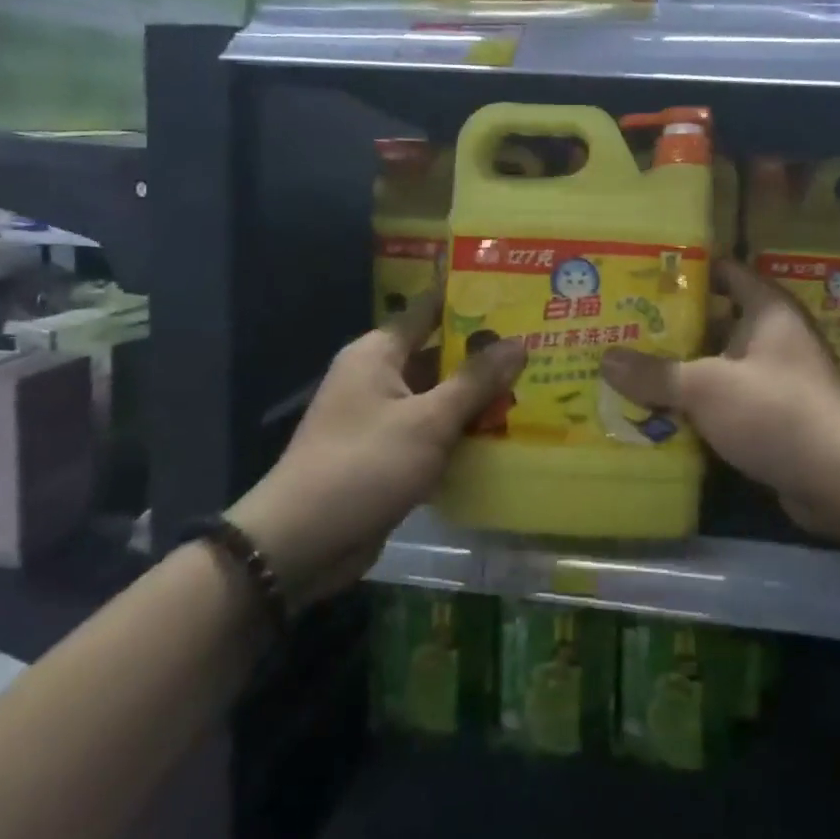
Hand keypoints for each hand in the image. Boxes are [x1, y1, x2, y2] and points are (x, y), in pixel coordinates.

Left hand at [228, 297, 524, 608]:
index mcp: (379, 353)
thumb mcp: (428, 420)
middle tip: (539, 343)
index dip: (471, 300)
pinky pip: (434, 430)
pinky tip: (507, 432)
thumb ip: (475, 380)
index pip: (431, 309)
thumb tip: (519, 342)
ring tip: (535, 385)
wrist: (300, 545)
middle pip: (440, 354)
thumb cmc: (364, 465)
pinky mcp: (389, 453)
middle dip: (486, 353)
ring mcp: (383, 417)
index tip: (516, 293)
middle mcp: (379, 376)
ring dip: (479, 396)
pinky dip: (463, 431)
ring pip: (441, 395)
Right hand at [600, 260, 839, 533]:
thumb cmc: (774, 411)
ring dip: (683, 369)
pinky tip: (660, 412)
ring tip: (631, 369)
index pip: (726, 271)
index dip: (687, 270)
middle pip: (716, 321)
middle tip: (624, 327)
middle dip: (673, 326)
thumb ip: (656, 373)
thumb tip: (606, 359)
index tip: (644, 274)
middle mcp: (775, 336)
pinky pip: (728, 399)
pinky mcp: (774, 415)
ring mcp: (777, 377)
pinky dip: (700, 403)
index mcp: (767, 309)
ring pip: (720, 364)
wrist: (839, 479)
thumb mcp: (706, 387)